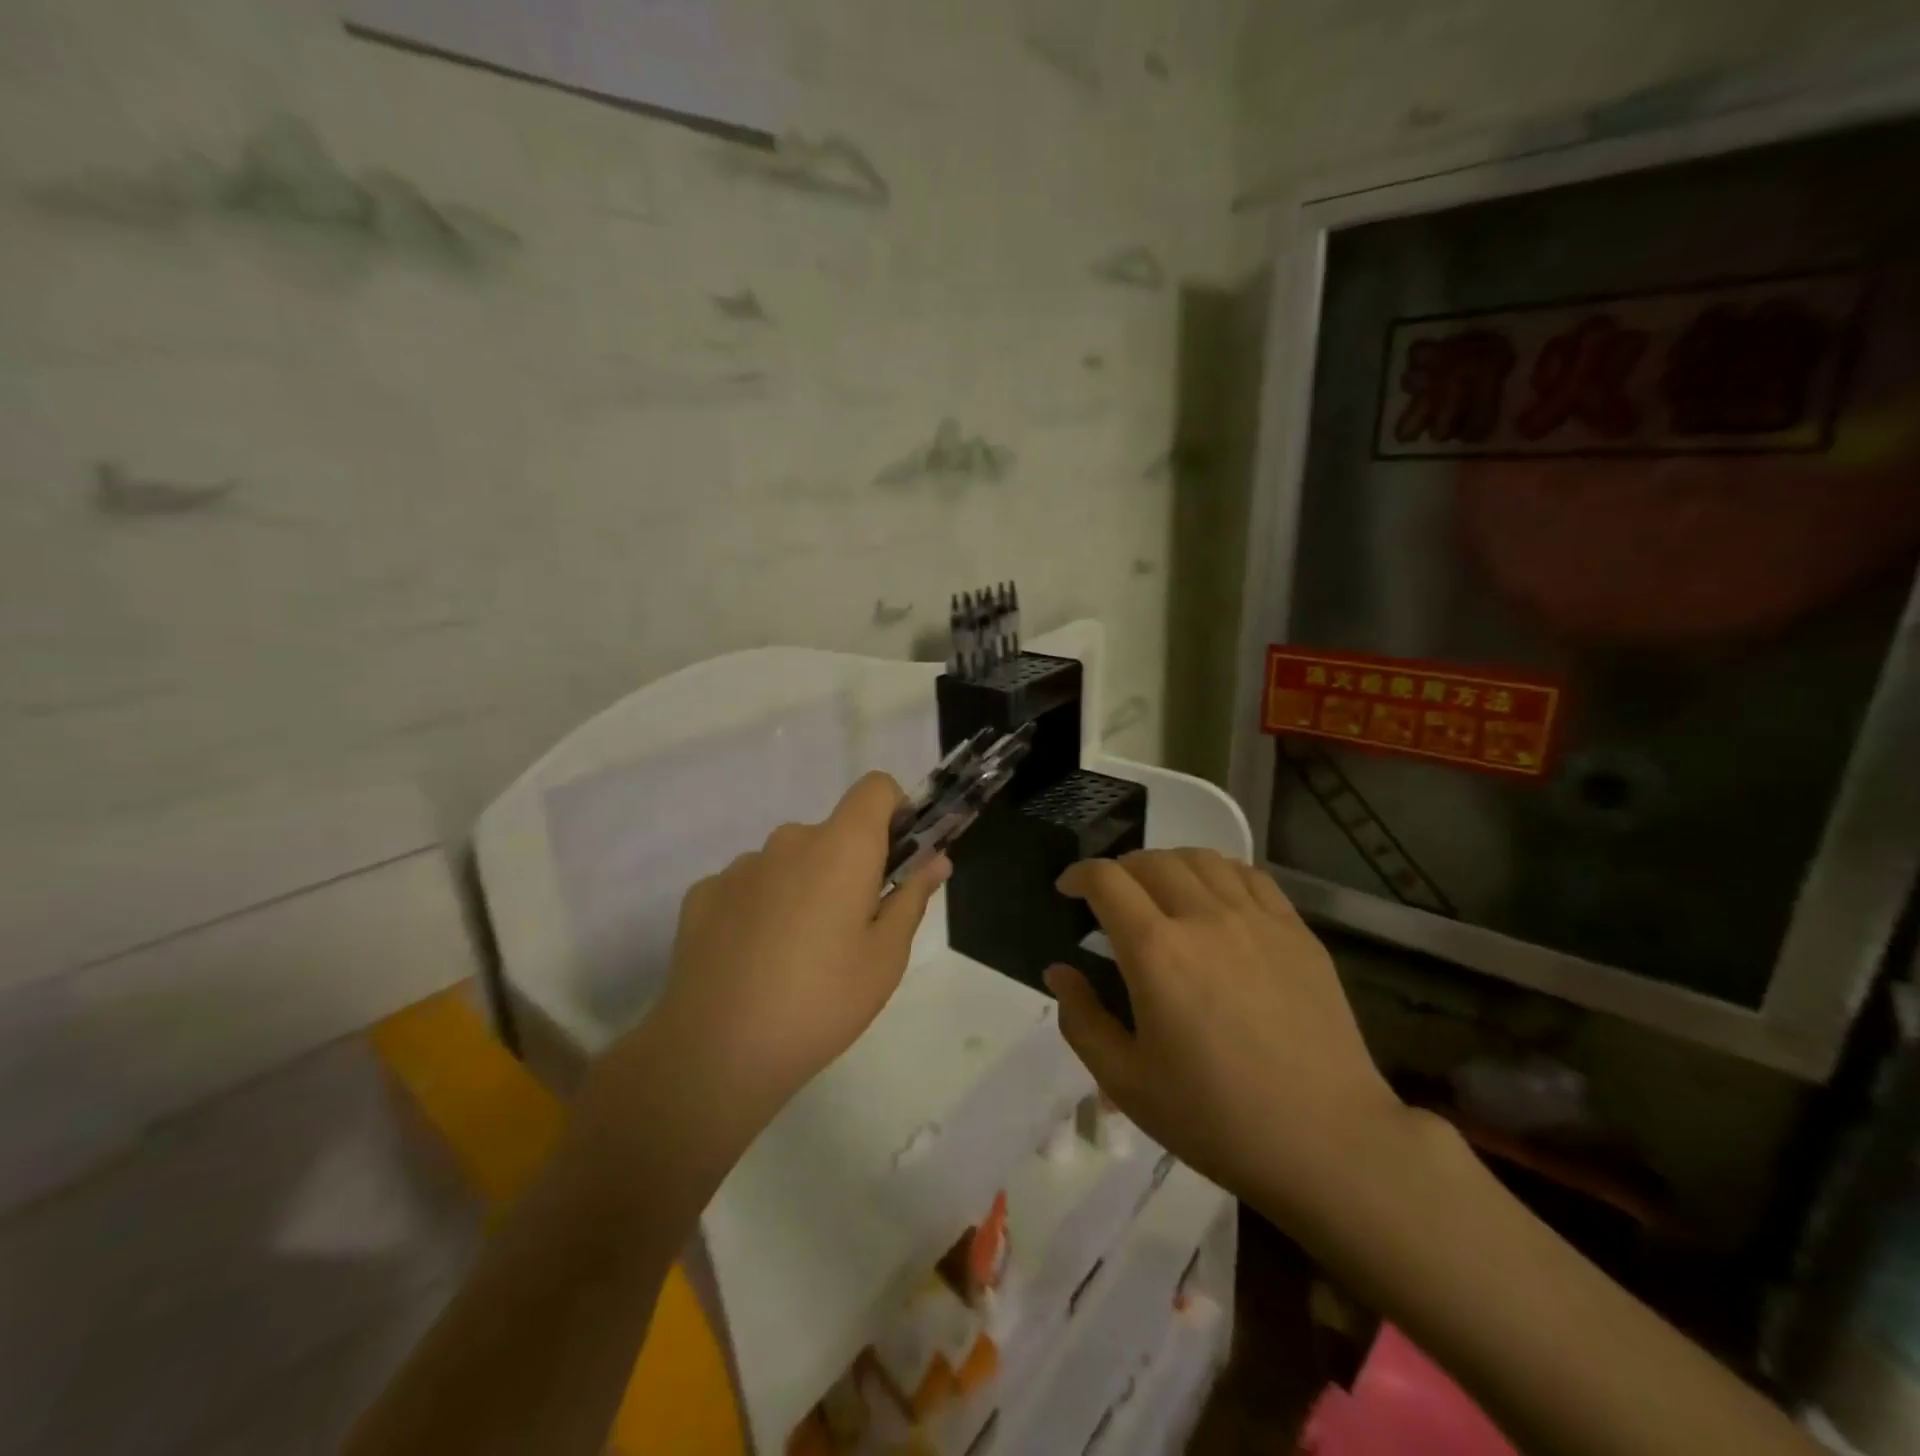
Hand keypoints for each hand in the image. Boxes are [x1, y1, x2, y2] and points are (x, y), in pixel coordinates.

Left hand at [648, 772, 949, 1123]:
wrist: (715, 1051)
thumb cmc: (821, 1001)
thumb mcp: (885, 957)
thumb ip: (911, 897)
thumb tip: (936, 860)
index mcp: (842, 847)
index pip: (875, 788)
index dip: (893, 811)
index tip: (895, 857)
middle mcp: (789, 841)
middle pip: (831, 833)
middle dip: (848, 866)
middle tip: (850, 929)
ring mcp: (740, 866)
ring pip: (788, 861)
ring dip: (802, 888)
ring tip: (796, 955)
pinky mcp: (703, 893)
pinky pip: (748, 886)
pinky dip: (760, 908)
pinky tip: (753, 960)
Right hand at [1044, 849, 1408, 1232]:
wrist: (1327, 1142)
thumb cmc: (1216, 1119)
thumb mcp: (1127, 1083)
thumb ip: (1082, 1021)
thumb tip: (1059, 972)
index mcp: (1156, 952)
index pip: (1107, 880)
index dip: (1079, 874)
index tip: (1068, 890)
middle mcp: (1203, 918)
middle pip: (1151, 861)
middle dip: (1120, 870)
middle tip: (1111, 898)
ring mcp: (1256, 920)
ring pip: (1202, 859)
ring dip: (1168, 864)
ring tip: (1161, 890)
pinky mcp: (1296, 931)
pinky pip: (1250, 876)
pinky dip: (1219, 873)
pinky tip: (1216, 898)